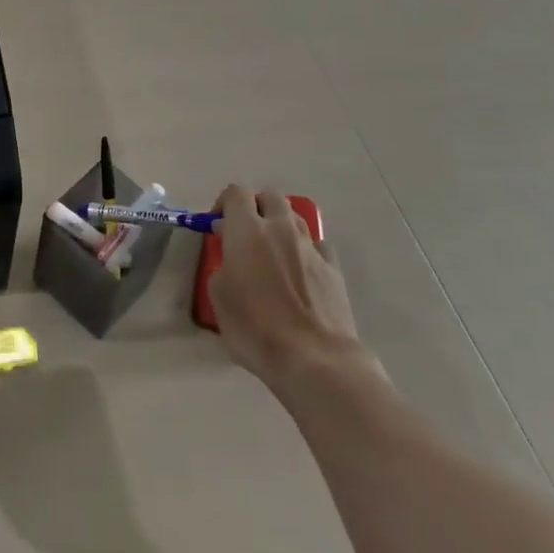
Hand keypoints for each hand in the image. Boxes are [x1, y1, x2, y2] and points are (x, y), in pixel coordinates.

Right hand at [209, 185, 381, 400]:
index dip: (225, 203)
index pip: (236, 192)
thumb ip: (223, 267)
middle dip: (257, 207)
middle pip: (270, 196)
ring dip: (282, 226)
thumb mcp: (219, 297)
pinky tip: (301, 272)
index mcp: (247, 230)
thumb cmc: (255, 327)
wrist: (314, 359)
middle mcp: (281, 228)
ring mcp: (311, 247)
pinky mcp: (334, 269)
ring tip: (274, 253)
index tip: (219, 227)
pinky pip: (318, 245)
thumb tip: (233, 261)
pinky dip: (307, 250)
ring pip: (296, 217)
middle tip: (247, 233)